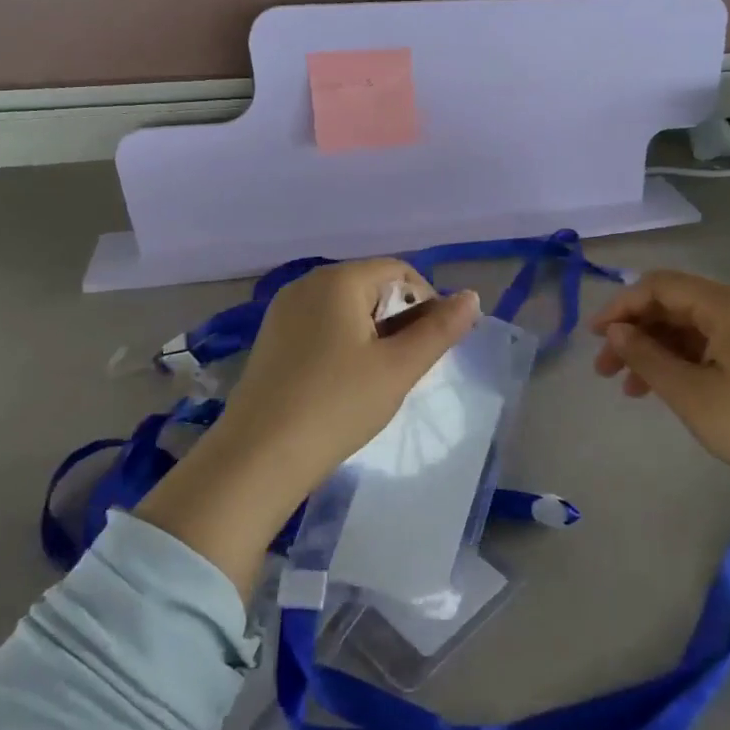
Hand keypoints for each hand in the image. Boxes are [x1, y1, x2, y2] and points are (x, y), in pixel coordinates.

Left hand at [136, 260, 478, 595]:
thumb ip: (439, 329)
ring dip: (372, 333)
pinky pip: (320, 325)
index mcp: (338, 280)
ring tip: (377, 378)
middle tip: (405, 366)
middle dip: (398, 318)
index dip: (426, 301)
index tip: (430, 346)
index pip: (399, 271)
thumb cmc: (337, 405)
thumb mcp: (398, 368)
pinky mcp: (271, 338)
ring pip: (346, 307)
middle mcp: (307, 284)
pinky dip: (343, 343)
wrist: (258, 457)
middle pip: (370, 285)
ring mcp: (283, 311)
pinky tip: (343, 382)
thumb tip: (472, 297)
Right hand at [589, 270, 729, 500]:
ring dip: (654, 351)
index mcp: (727, 304)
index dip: (621, 306)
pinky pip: (710, 346)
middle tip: (606, 370)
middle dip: (635, 333)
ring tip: (629, 388)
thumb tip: (616, 331)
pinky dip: (681, 362)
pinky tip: (663, 389)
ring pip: (689, 328)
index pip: (660, 286)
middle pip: (673, 305)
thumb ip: (647, 356)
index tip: (594, 338)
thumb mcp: (691, 393)